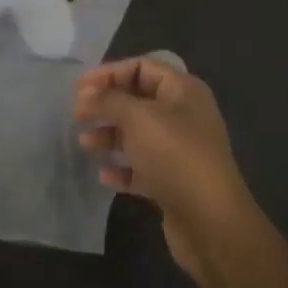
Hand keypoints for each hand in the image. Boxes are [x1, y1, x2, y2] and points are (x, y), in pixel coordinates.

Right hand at [75, 55, 253, 282]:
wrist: (210, 219)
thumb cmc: (175, 155)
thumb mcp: (138, 118)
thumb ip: (108, 100)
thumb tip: (86, 94)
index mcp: (183, 91)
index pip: (142, 67)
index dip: (109, 72)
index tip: (78, 88)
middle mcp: (184, 116)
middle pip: (137, 100)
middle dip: (106, 105)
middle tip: (77, 114)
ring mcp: (179, 150)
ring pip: (137, 134)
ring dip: (109, 136)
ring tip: (85, 144)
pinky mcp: (173, 180)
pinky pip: (141, 167)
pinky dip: (122, 168)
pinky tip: (105, 175)